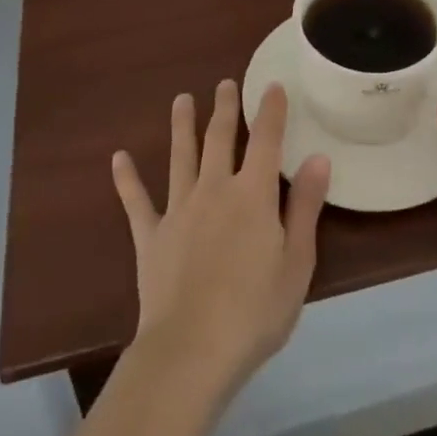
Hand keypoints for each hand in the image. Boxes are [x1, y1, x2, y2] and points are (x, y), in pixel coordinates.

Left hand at [112, 80, 330, 397]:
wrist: (190, 352)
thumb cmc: (254, 312)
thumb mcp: (297, 263)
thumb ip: (305, 207)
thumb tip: (318, 157)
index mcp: (253, 194)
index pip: (265, 140)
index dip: (270, 110)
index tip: (271, 85)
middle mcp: (214, 189)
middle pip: (219, 138)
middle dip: (224, 108)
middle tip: (224, 83)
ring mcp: (179, 210)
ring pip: (180, 157)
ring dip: (182, 126)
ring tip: (181, 100)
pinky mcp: (151, 237)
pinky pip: (137, 202)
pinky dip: (127, 180)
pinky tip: (118, 158)